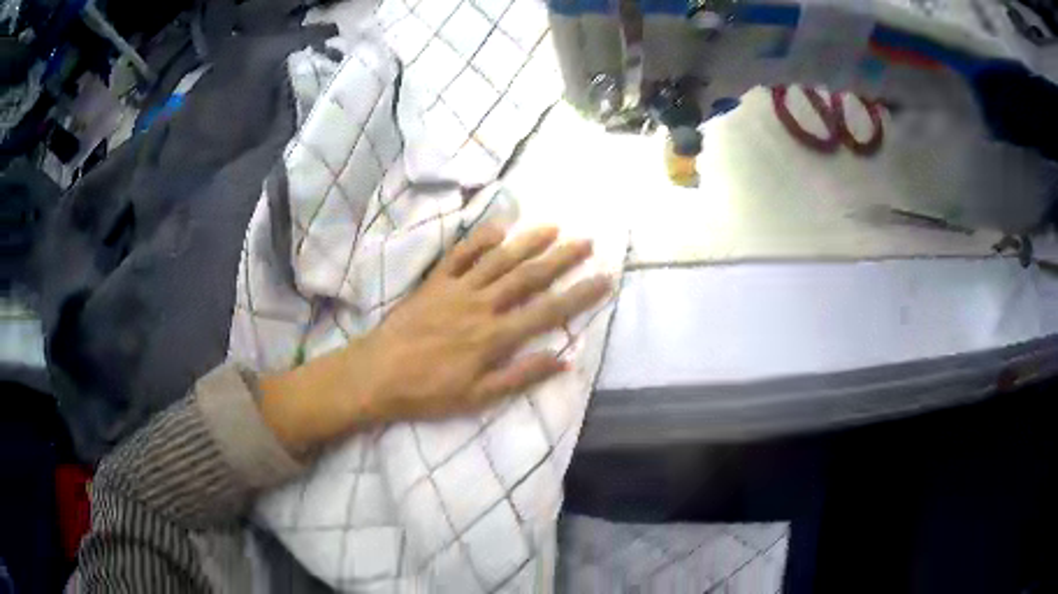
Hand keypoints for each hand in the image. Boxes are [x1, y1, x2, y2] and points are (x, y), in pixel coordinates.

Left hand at [259, 225, 612, 454]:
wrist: (377, 374)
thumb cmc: (428, 392)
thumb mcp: (478, 397)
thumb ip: (521, 376)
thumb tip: (563, 360)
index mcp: (494, 337)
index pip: (547, 312)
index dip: (579, 295)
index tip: (604, 279)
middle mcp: (481, 305)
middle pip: (528, 277)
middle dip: (561, 259)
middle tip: (587, 242)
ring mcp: (456, 289)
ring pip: (499, 260)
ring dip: (528, 243)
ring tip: (553, 228)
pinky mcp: (434, 282)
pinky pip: (460, 255)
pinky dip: (480, 239)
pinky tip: (499, 229)